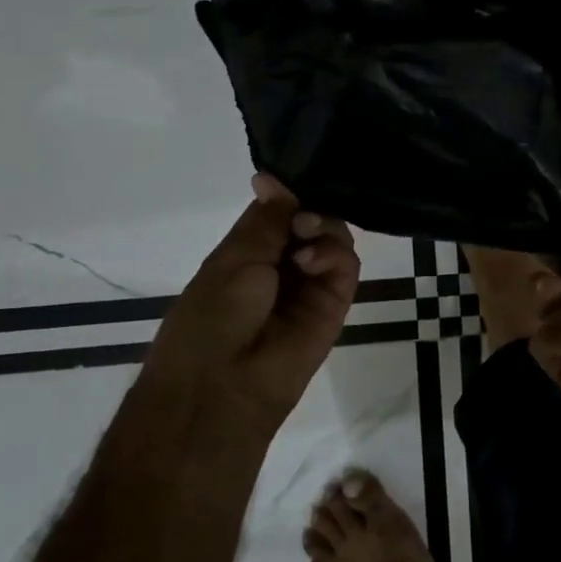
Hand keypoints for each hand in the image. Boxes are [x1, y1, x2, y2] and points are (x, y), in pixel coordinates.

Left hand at [146, 174, 359, 428]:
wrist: (221, 385)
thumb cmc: (212, 316)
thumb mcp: (234, 256)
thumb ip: (267, 218)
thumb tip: (271, 176)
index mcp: (251, 253)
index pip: (283, 210)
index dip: (292, 194)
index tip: (298, 179)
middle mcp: (283, 265)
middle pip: (315, 221)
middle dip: (312, 209)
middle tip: (301, 219)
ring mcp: (311, 285)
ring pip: (336, 239)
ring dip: (325, 229)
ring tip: (304, 240)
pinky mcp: (335, 305)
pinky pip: (347, 268)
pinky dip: (335, 254)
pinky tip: (311, 260)